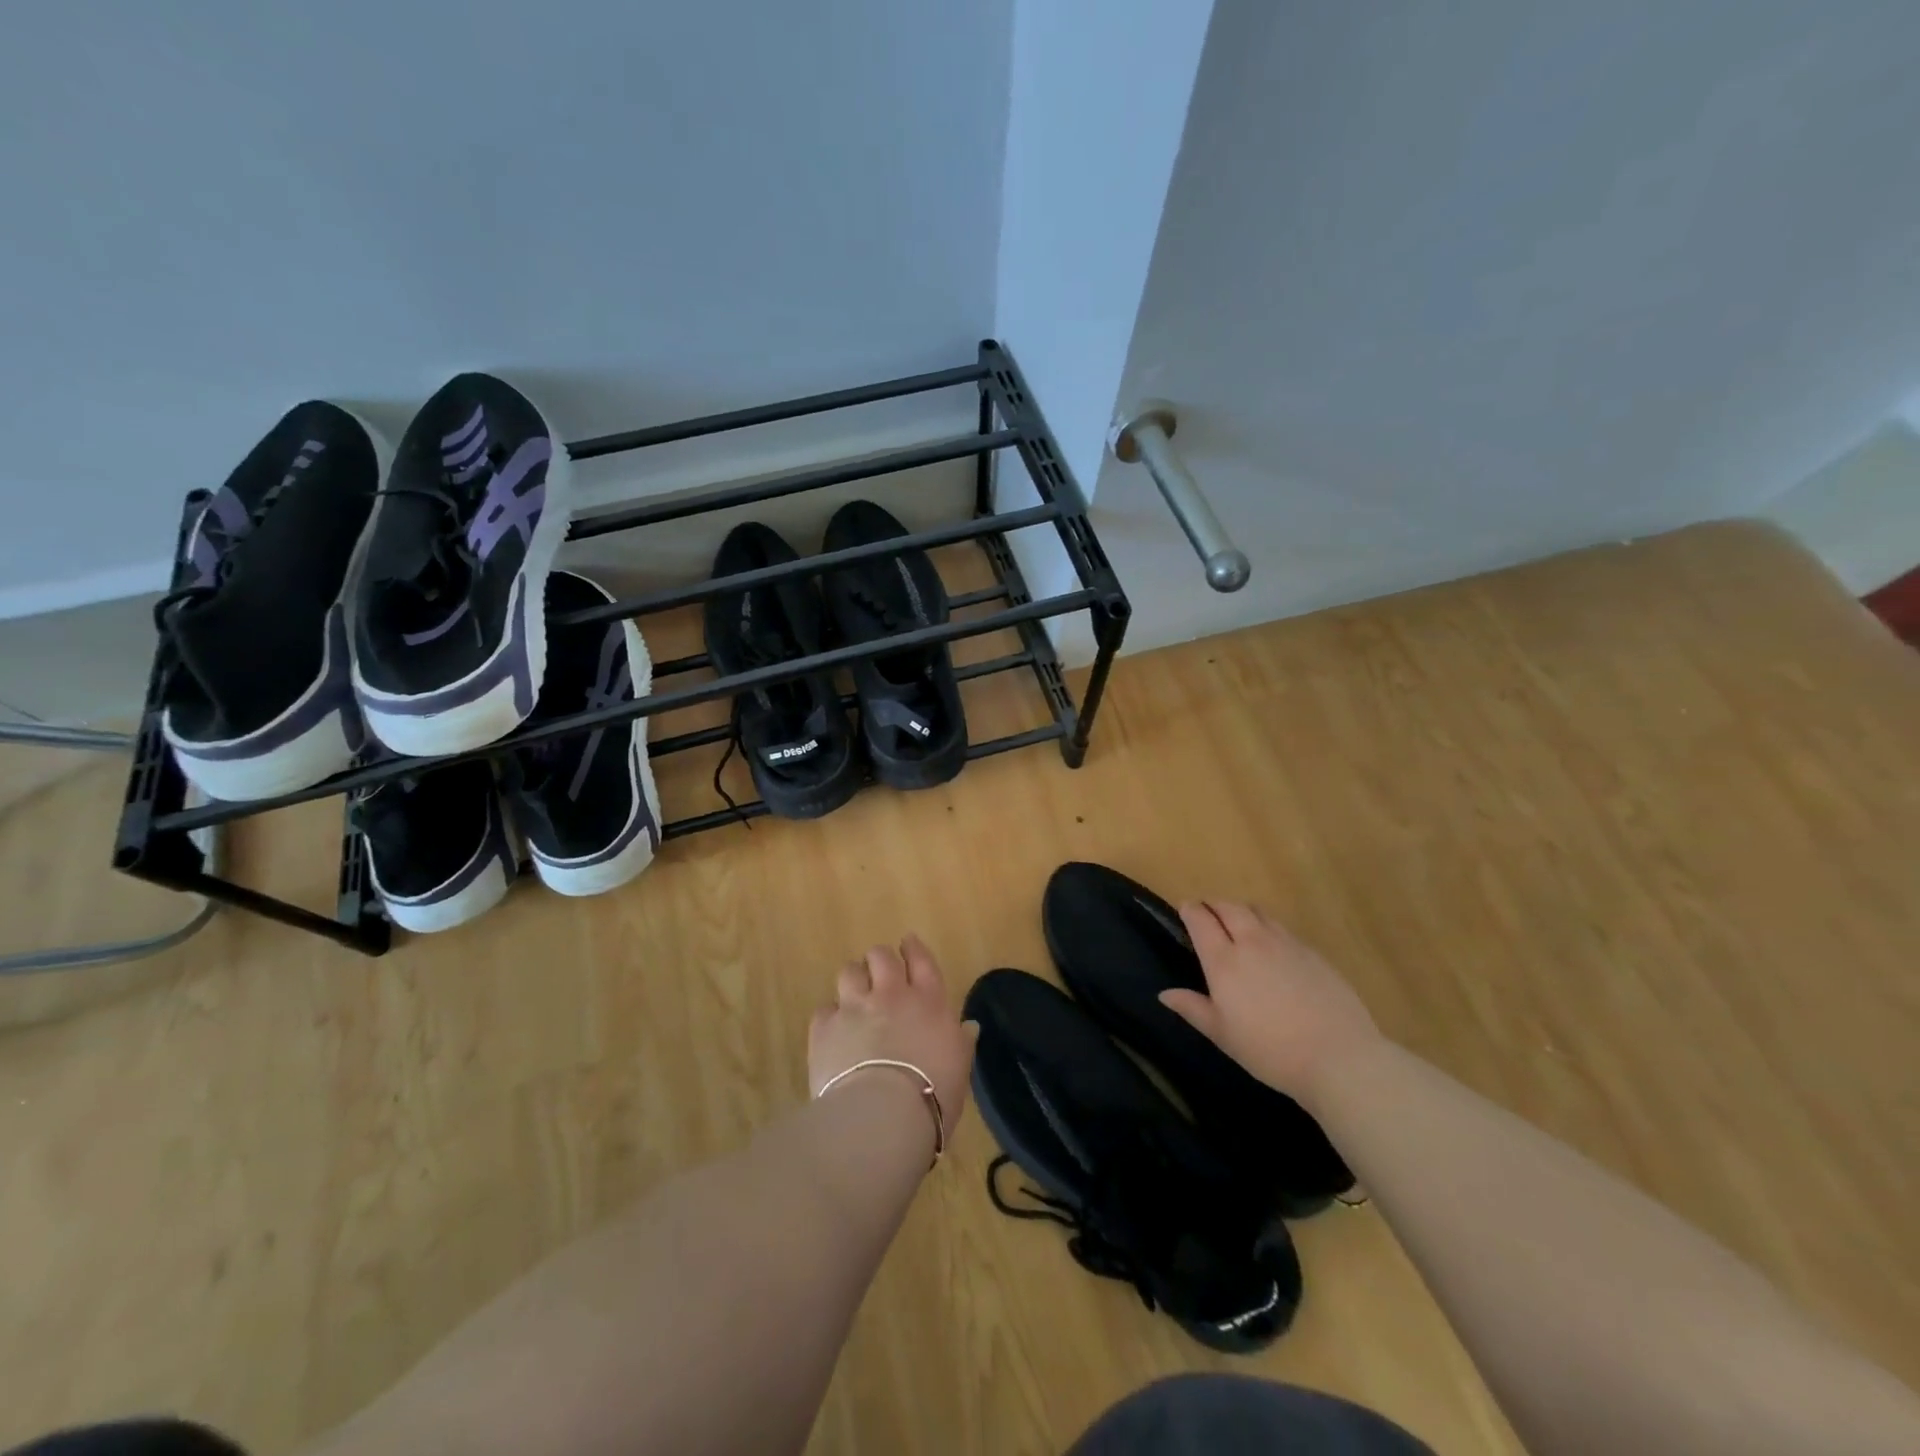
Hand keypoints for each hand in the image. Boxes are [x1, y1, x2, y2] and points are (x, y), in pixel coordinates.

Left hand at [809, 934, 976, 1135]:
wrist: (882, 1115)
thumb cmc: (934, 1093)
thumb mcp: (960, 1068)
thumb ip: (962, 1042)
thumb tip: (969, 1027)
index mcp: (928, 1000)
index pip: (920, 959)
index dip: (913, 948)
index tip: (908, 944)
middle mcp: (890, 994)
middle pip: (881, 956)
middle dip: (879, 962)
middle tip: (880, 977)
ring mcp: (854, 1007)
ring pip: (849, 972)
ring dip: (854, 980)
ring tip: (855, 998)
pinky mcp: (825, 1028)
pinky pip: (825, 1009)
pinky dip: (830, 1017)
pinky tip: (834, 1032)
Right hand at [1158, 900, 1384, 1103]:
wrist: (1338, 1057)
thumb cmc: (1270, 1051)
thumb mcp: (1223, 1035)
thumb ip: (1192, 1008)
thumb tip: (1165, 994)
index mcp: (1224, 961)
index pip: (1201, 919)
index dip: (1190, 910)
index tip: (1185, 911)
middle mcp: (1252, 942)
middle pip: (1229, 907)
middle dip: (1214, 905)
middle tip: (1208, 915)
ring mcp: (1285, 943)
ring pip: (1257, 912)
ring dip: (1241, 911)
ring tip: (1238, 925)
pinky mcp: (1312, 952)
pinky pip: (1281, 928)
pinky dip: (1267, 927)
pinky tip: (1272, 949)